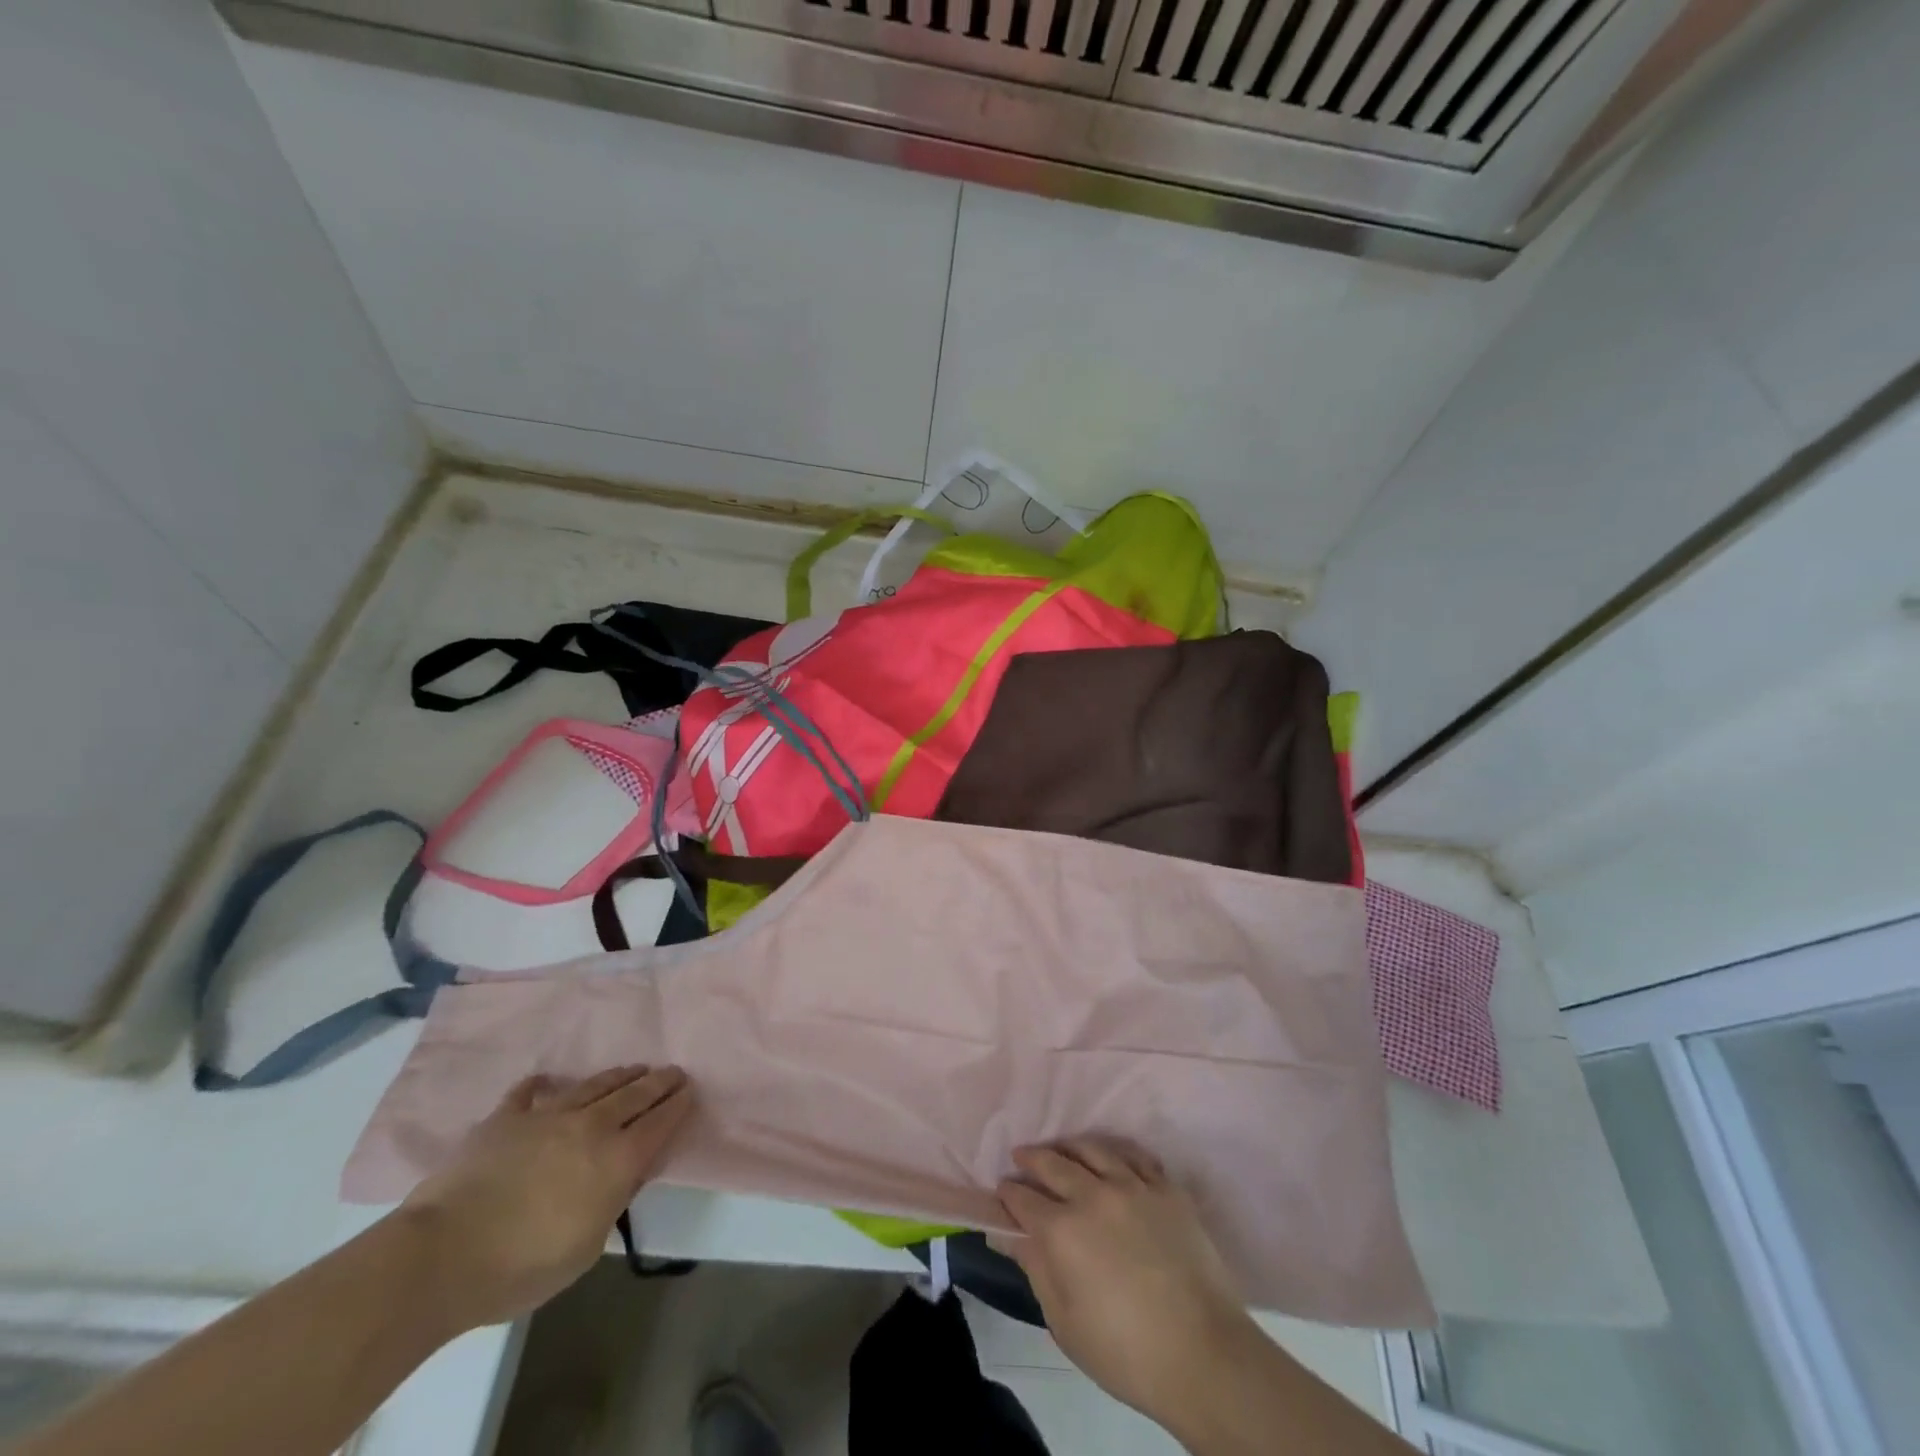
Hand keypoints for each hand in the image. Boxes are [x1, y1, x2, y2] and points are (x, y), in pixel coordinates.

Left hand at [398, 1064, 694, 1329]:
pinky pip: (528, 1093)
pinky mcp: (505, 1118)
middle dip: (658, 1081)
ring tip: (632, 1069)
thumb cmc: (522, 1266)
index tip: (689, 1090)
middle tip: (673, 1071)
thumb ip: (614, 1203)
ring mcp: (547, 1116)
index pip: (659, 1123)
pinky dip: (540, 1086)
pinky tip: (545, 1080)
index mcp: (616, 1159)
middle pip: (634, 1094)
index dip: (678, 1105)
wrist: (443, 1256)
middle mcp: (591, 1126)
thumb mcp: (586, 1248)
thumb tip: (628, 1174)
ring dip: (618, 1076)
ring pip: (593, 1085)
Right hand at [993, 1137, 1259, 1425]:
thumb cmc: (1126, 1352)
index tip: (1002, 1191)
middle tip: (1021, 1156)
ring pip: (1092, 1149)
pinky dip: (1116, 1151)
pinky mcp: (1166, 1188)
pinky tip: (1110, 1155)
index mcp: (1062, 1231)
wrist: (1203, 1354)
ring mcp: (1132, 1186)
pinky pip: (1135, 1155)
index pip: (1023, 1199)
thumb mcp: (1065, 1323)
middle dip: (1031, 1158)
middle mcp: (1092, 1196)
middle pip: (1053, 1163)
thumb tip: (1009, 1237)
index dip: (1008, 1194)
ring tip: (1061, 1148)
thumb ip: (1036, 1270)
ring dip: (1069, 1146)